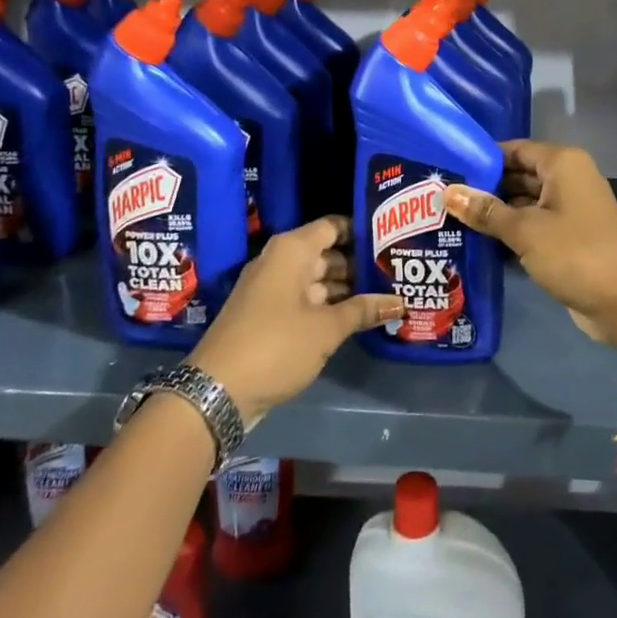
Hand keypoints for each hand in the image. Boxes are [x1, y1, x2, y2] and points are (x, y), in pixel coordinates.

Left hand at [189, 217, 402, 424]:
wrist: (216, 391)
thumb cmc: (276, 345)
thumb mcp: (326, 329)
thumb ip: (364, 310)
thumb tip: (400, 301)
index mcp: (292, 250)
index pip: (334, 226)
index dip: (362, 230)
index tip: (393, 239)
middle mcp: (280, 261)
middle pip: (327, 253)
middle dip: (359, 264)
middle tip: (396, 272)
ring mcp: (271, 288)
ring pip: (317, 278)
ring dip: (346, 289)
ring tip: (385, 294)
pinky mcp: (267, 314)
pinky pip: (305, 299)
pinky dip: (328, 305)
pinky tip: (357, 317)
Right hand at [445, 141, 616, 359]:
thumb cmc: (576, 254)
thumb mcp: (525, 231)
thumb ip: (486, 211)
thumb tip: (447, 192)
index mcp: (562, 164)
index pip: (514, 149)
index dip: (482, 159)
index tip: (447, 169)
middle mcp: (568, 180)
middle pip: (518, 176)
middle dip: (484, 189)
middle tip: (440, 199)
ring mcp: (570, 210)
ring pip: (524, 204)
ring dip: (494, 214)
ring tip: (450, 221)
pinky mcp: (569, 239)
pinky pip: (533, 227)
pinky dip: (510, 234)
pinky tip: (477, 244)